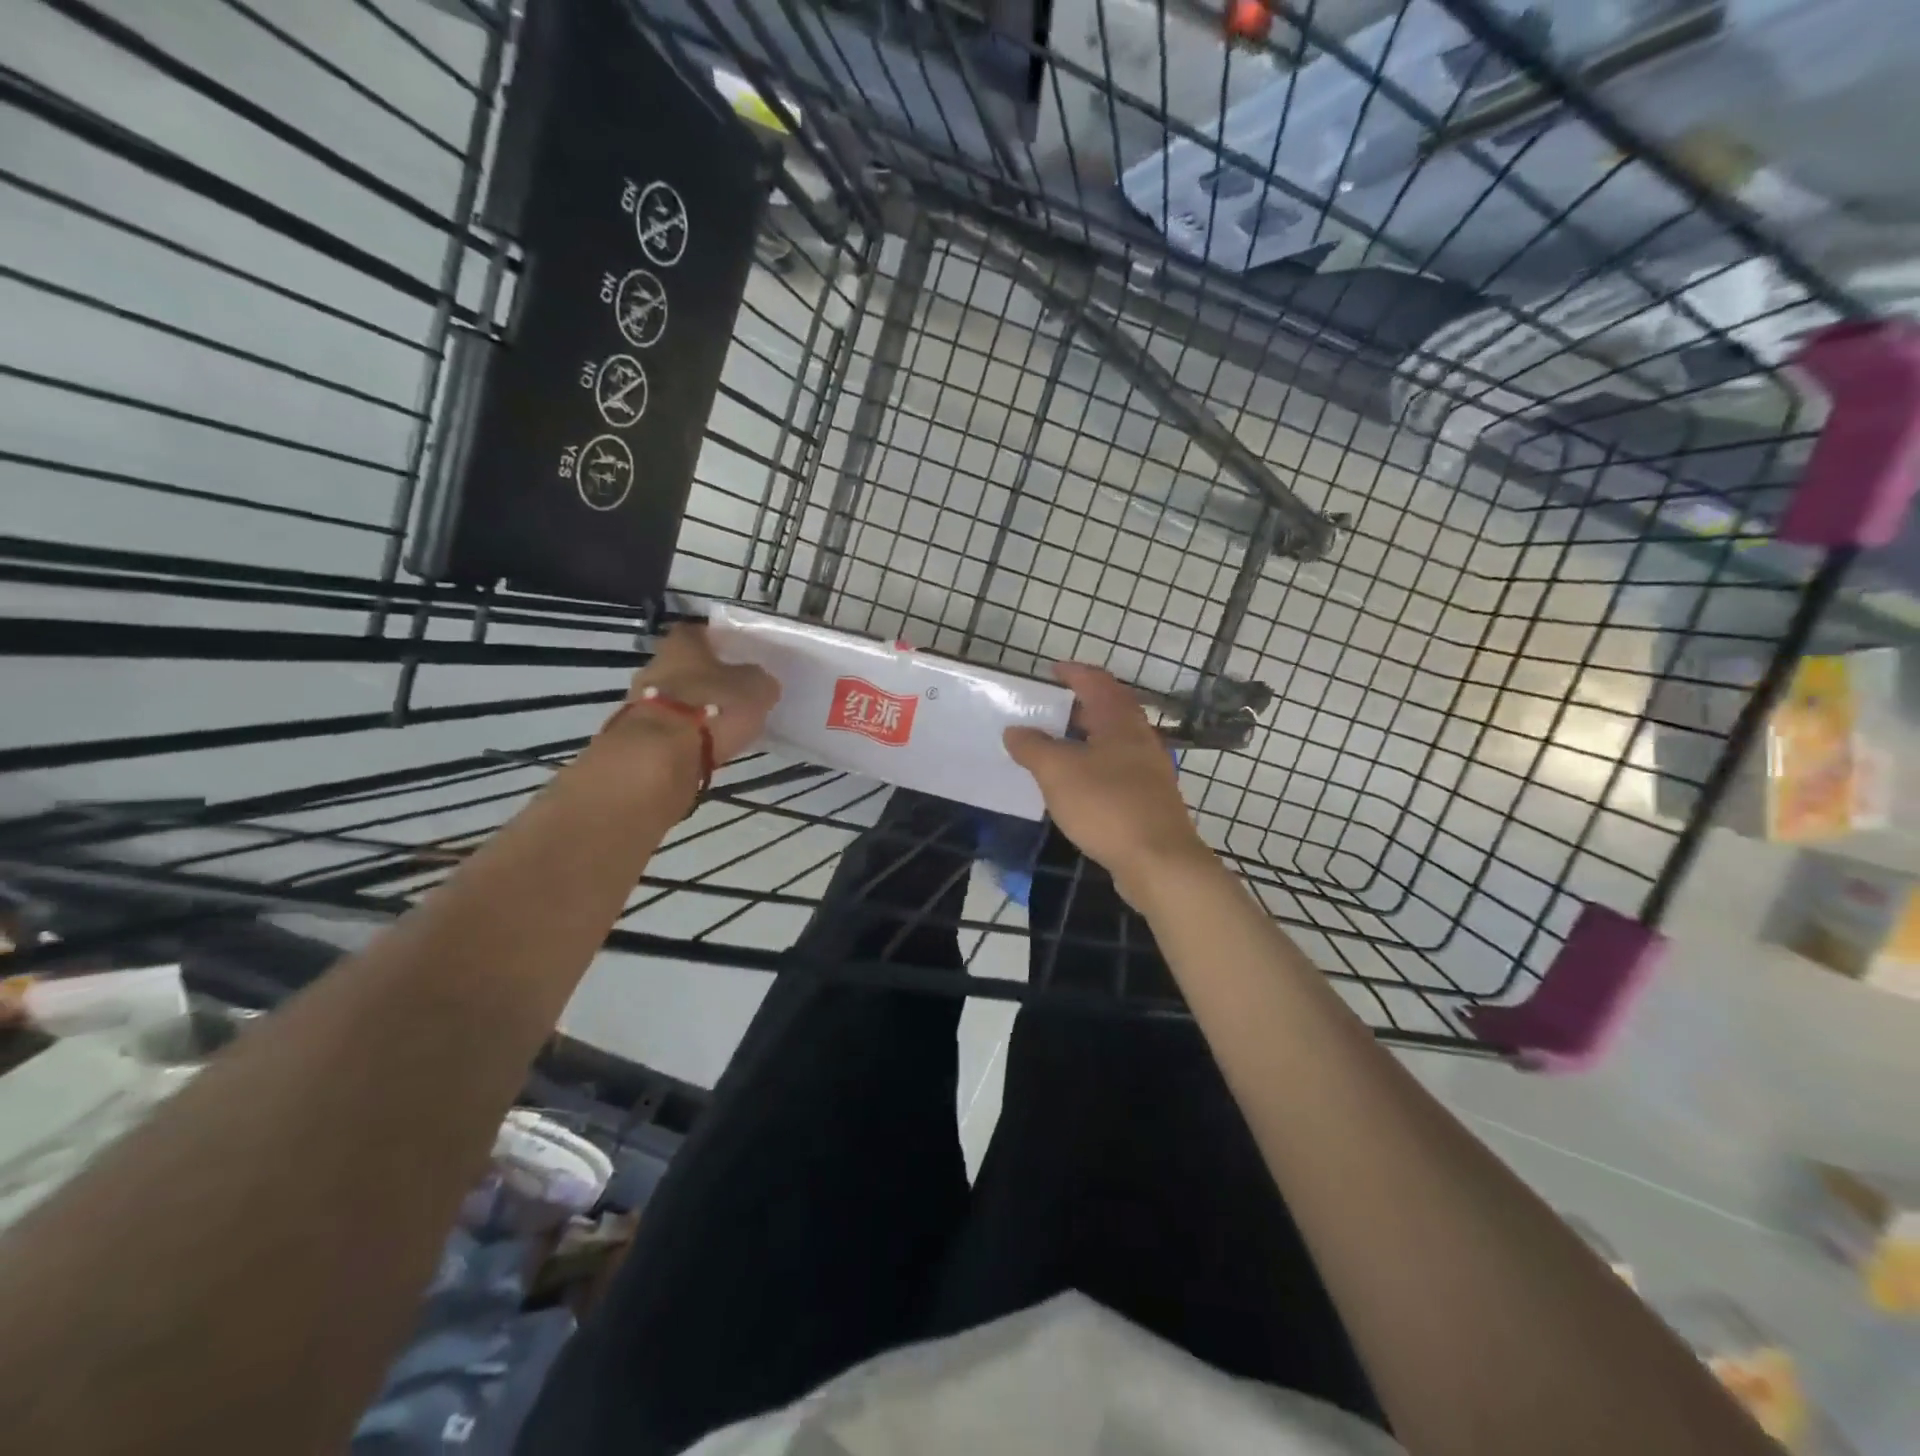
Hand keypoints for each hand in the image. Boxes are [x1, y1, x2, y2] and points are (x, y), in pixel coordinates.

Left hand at [624, 621, 779, 764]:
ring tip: (719, 724)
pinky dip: (683, 732)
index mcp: (683, 644)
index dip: (717, 642)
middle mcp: (656, 664)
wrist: (661, 754)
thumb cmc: (714, 707)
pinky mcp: (636, 732)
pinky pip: (667, 725)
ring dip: (692, 707)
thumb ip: (758, 680)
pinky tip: (703, 743)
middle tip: (730, 693)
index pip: (698, 632)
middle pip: (683, 666)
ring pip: (673, 696)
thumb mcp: (756, 688)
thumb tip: (759, 682)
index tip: (735, 655)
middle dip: (703, 678)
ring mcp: (641, 699)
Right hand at [1003, 662, 1218, 908]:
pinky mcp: (1149, 799)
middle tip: (1045, 713)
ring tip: (1053, 749)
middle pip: (1108, 710)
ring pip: (1112, 742)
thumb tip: (1015, 730)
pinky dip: (1093, 767)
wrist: (1159, 862)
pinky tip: (1075, 786)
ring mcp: (1148, 770)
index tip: (1051, 672)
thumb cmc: (1107, 805)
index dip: (1073, 673)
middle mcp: (1139, 738)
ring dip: (1084, 740)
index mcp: (1120, 721)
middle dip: (1076, 708)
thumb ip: (1033, 747)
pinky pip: (1116, 770)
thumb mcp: (1057, 772)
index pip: (1097, 682)